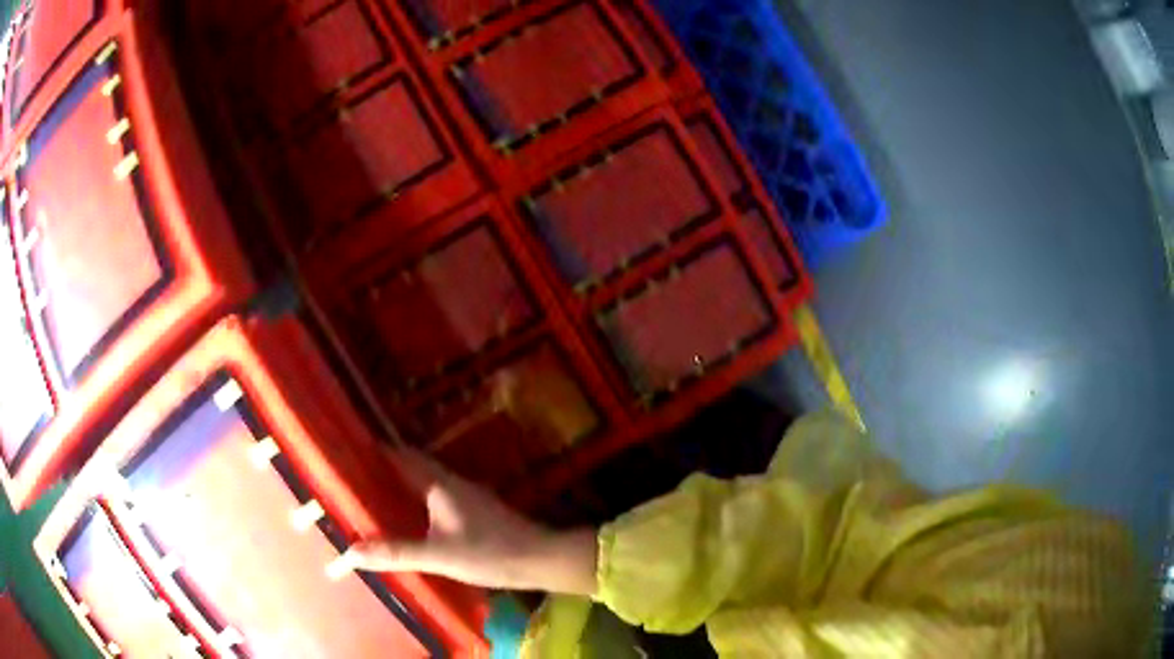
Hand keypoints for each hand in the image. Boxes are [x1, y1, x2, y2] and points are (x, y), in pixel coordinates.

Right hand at [338, 446, 597, 595]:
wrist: (539, 558)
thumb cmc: (488, 552)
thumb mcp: (437, 555)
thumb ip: (395, 552)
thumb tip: (350, 551)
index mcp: (440, 484)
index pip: (403, 456)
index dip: (378, 451)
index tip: (351, 450)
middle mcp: (453, 483)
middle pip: (414, 467)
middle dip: (387, 468)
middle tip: (357, 476)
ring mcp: (468, 496)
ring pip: (427, 483)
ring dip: (404, 484)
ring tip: (378, 495)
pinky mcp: (477, 512)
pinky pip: (439, 498)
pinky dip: (420, 501)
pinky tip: (413, 518)